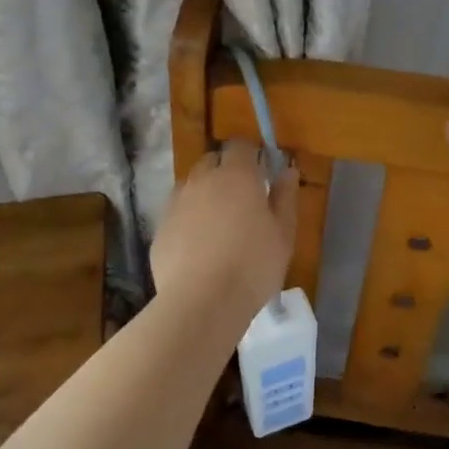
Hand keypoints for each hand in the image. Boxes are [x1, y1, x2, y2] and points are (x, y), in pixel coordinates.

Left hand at [151, 140, 298, 319]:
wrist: (202, 302)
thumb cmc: (253, 264)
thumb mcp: (283, 232)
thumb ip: (285, 196)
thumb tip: (287, 170)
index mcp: (236, 175)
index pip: (241, 145)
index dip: (251, 154)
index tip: (261, 172)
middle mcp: (202, 180)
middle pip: (212, 161)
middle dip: (226, 170)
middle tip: (242, 197)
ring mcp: (176, 203)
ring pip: (191, 186)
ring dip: (204, 193)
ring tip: (218, 223)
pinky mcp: (160, 228)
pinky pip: (177, 213)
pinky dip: (188, 220)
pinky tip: (198, 246)